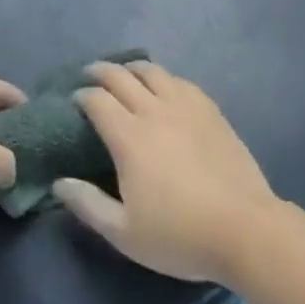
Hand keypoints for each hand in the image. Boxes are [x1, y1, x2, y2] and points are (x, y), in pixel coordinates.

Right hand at [53, 61, 281, 284]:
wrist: (245, 229)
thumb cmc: (179, 235)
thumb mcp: (125, 233)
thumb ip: (88, 205)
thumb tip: (59, 183)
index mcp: (129, 136)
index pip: (97, 100)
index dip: (81, 95)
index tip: (74, 99)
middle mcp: (154, 111)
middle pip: (121, 76)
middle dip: (100, 71)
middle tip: (89, 74)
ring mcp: (185, 107)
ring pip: (153, 71)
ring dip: (132, 68)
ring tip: (125, 73)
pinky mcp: (210, 111)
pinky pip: (180, 81)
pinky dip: (164, 78)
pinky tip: (164, 87)